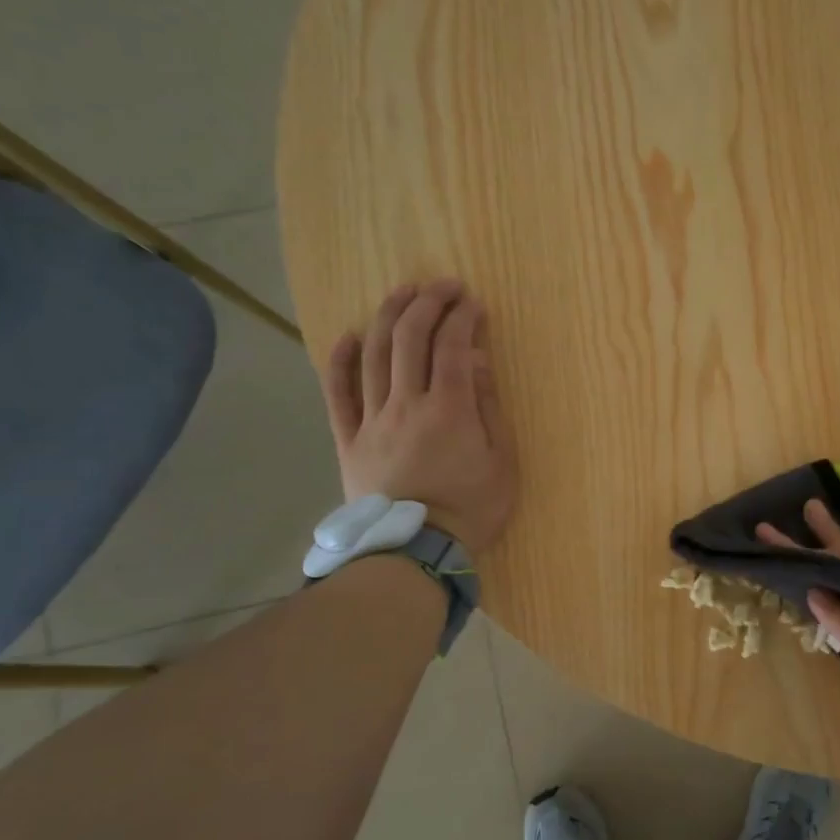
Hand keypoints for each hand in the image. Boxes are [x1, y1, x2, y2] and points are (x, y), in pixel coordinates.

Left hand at [324, 278, 517, 554]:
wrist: (417, 553)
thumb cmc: (471, 510)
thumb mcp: (502, 462)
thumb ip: (489, 408)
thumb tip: (477, 360)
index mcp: (448, 409)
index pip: (453, 346)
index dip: (463, 317)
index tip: (474, 303)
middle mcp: (406, 404)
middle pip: (410, 338)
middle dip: (428, 303)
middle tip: (443, 286)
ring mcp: (372, 420)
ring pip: (373, 355)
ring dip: (388, 316)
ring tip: (403, 293)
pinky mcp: (348, 439)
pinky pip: (337, 393)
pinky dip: (340, 360)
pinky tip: (348, 335)